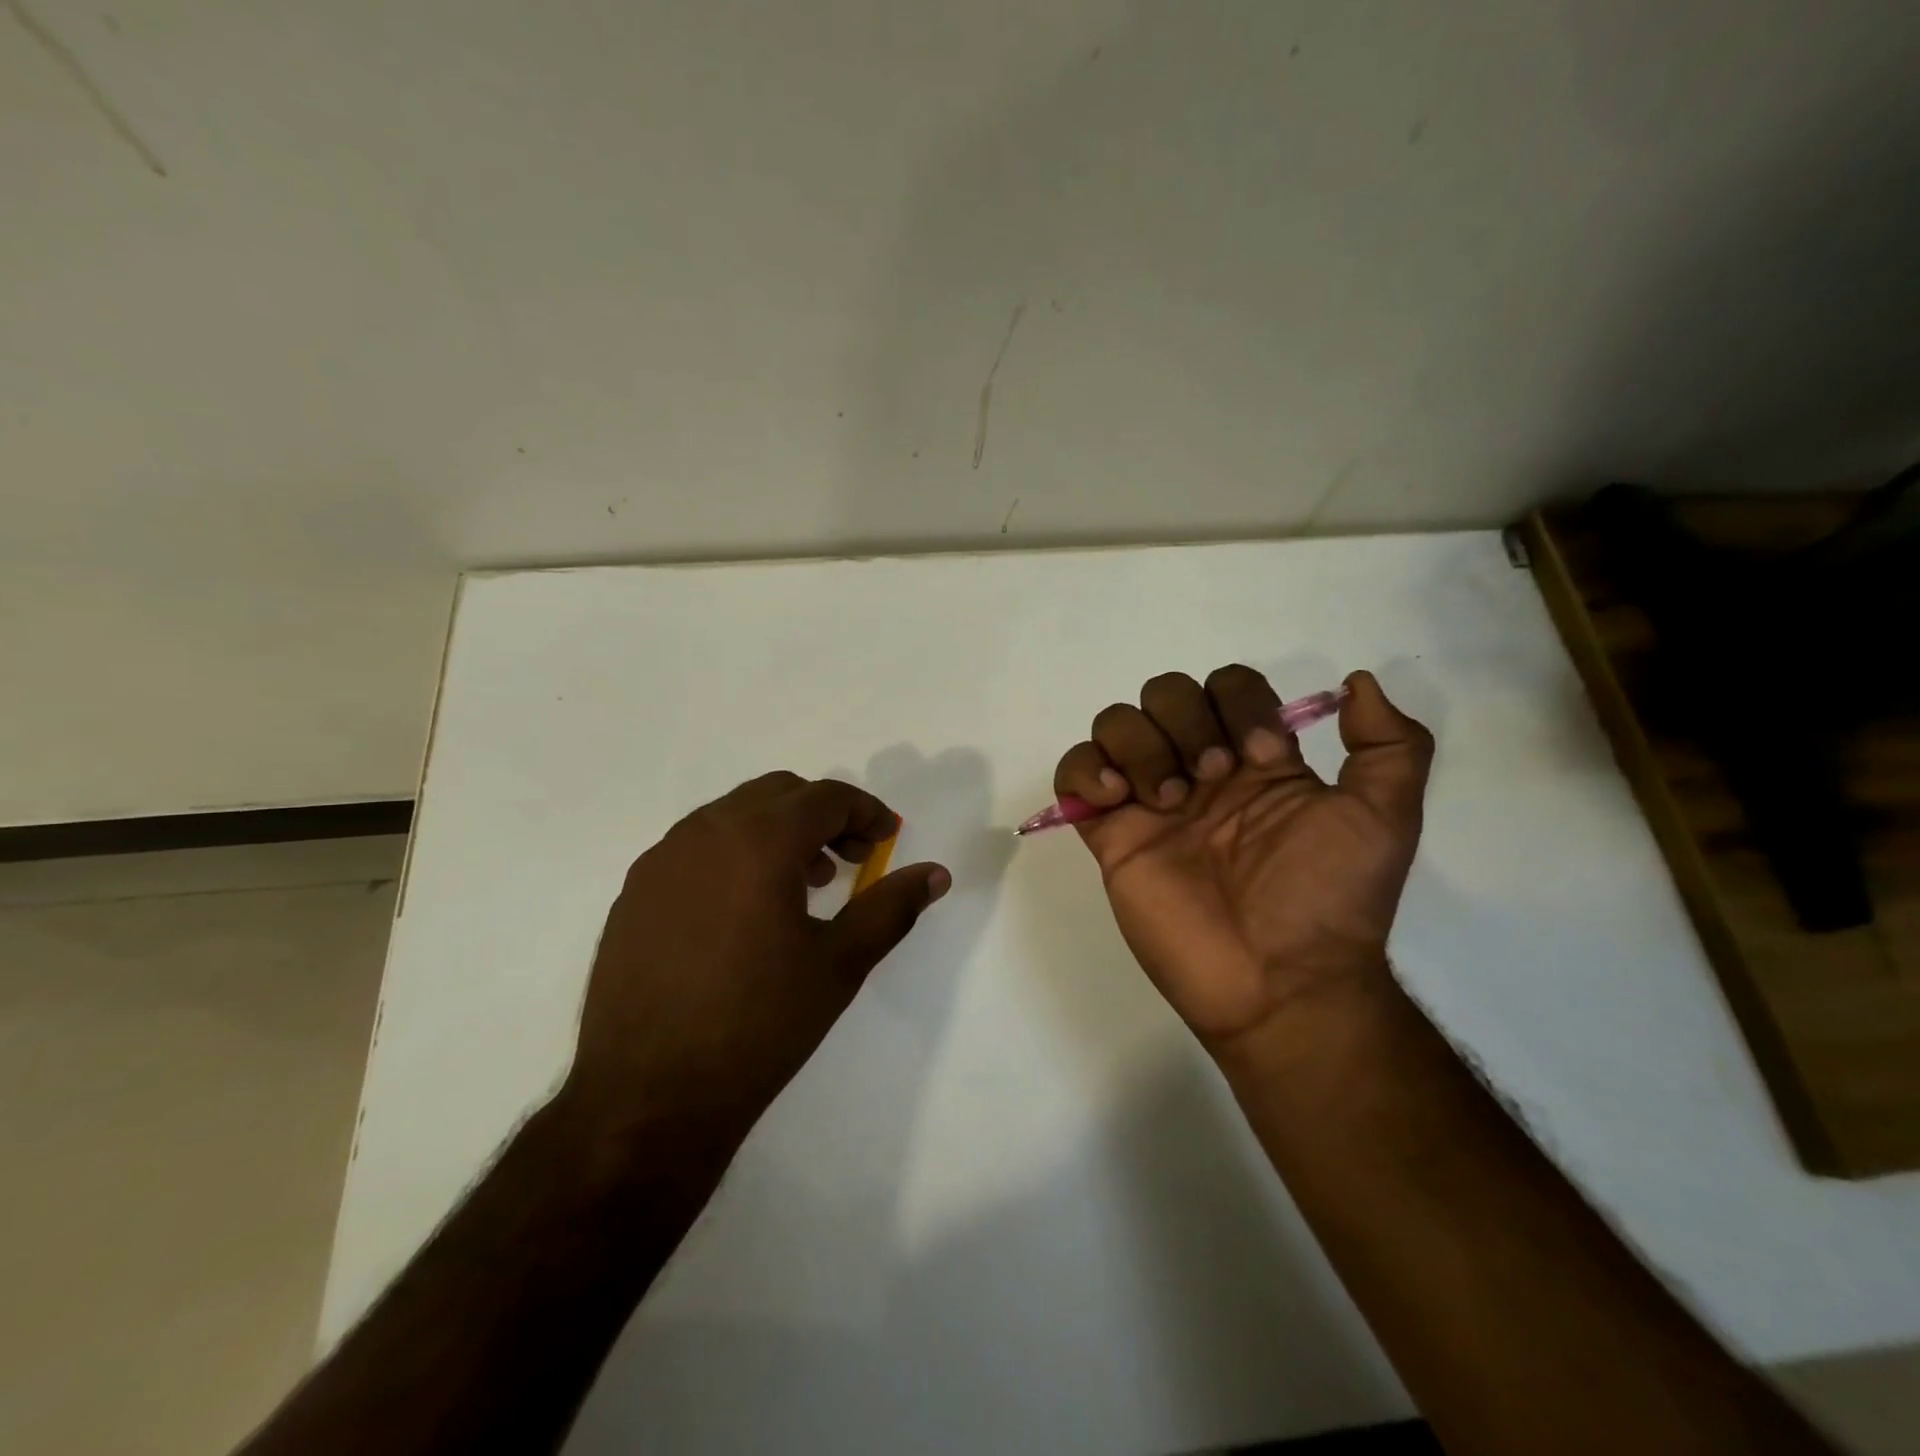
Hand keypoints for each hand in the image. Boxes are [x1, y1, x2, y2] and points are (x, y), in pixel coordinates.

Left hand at [565, 772, 949, 1154]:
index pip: (825, 797)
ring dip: (778, 832)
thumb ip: (892, 907)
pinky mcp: (634, 891)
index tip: (887, 839)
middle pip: (778, 793)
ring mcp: (661, 859)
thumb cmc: (758, 1025)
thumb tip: (936, 874)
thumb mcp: (839, 964)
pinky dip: (735, 854)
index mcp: (758, 841)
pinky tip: (745, 911)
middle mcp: (704, 833)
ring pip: (733, 815)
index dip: (866, 811)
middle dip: (823, 816)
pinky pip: (696, 846)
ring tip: (802, 887)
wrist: (647, 1098)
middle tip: (850, 861)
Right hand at [1054, 667, 1432, 1053]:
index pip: (1229, 685)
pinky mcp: (1110, 834)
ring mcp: (1149, 801)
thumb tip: (1356, 682)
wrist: (1278, 981)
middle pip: (1166, 693)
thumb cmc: (1328, 898)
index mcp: (1255, 760)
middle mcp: (1198, 770)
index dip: (1240, 705)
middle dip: (1185, 721)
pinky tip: (1116, 800)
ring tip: (1166, 802)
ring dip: (1141, 746)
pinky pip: (1074, 773)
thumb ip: (1391, 745)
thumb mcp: (1385, 818)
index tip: (1261, 759)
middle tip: (1210, 780)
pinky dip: (1085, 770)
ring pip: (1116, 723)